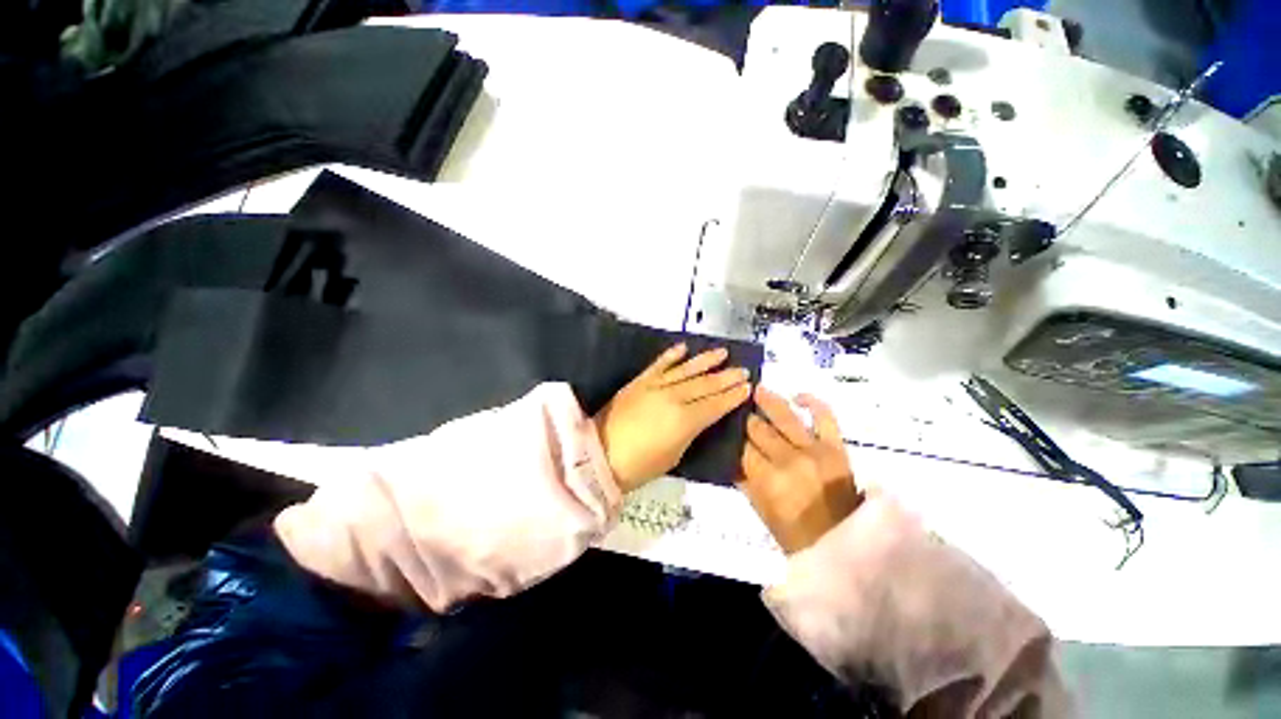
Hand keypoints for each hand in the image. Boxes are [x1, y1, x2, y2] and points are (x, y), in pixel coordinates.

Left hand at [594, 343, 752, 492]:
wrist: (599, 454)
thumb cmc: (640, 465)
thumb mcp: (675, 455)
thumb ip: (691, 432)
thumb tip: (702, 417)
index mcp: (685, 420)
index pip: (716, 404)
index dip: (733, 396)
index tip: (747, 387)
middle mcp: (673, 397)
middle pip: (705, 384)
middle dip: (726, 377)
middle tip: (743, 370)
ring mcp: (655, 386)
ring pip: (686, 370)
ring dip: (706, 361)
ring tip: (722, 352)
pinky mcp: (640, 381)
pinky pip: (659, 364)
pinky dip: (672, 355)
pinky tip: (685, 348)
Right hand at [739, 387, 860, 553]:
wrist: (845, 546)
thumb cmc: (796, 534)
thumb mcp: (761, 511)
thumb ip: (743, 481)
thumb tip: (728, 457)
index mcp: (768, 480)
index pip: (741, 447)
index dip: (731, 435)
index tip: (725, 425)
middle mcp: (789, 460)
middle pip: (759, 428)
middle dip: (746, 418)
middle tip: (737, 408)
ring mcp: (815, 451)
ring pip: (785, 416)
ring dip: (767, 400)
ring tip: (755, 389)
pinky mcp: (837, 447)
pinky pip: (825, 417)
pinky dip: (813, 403)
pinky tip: (797, 397)